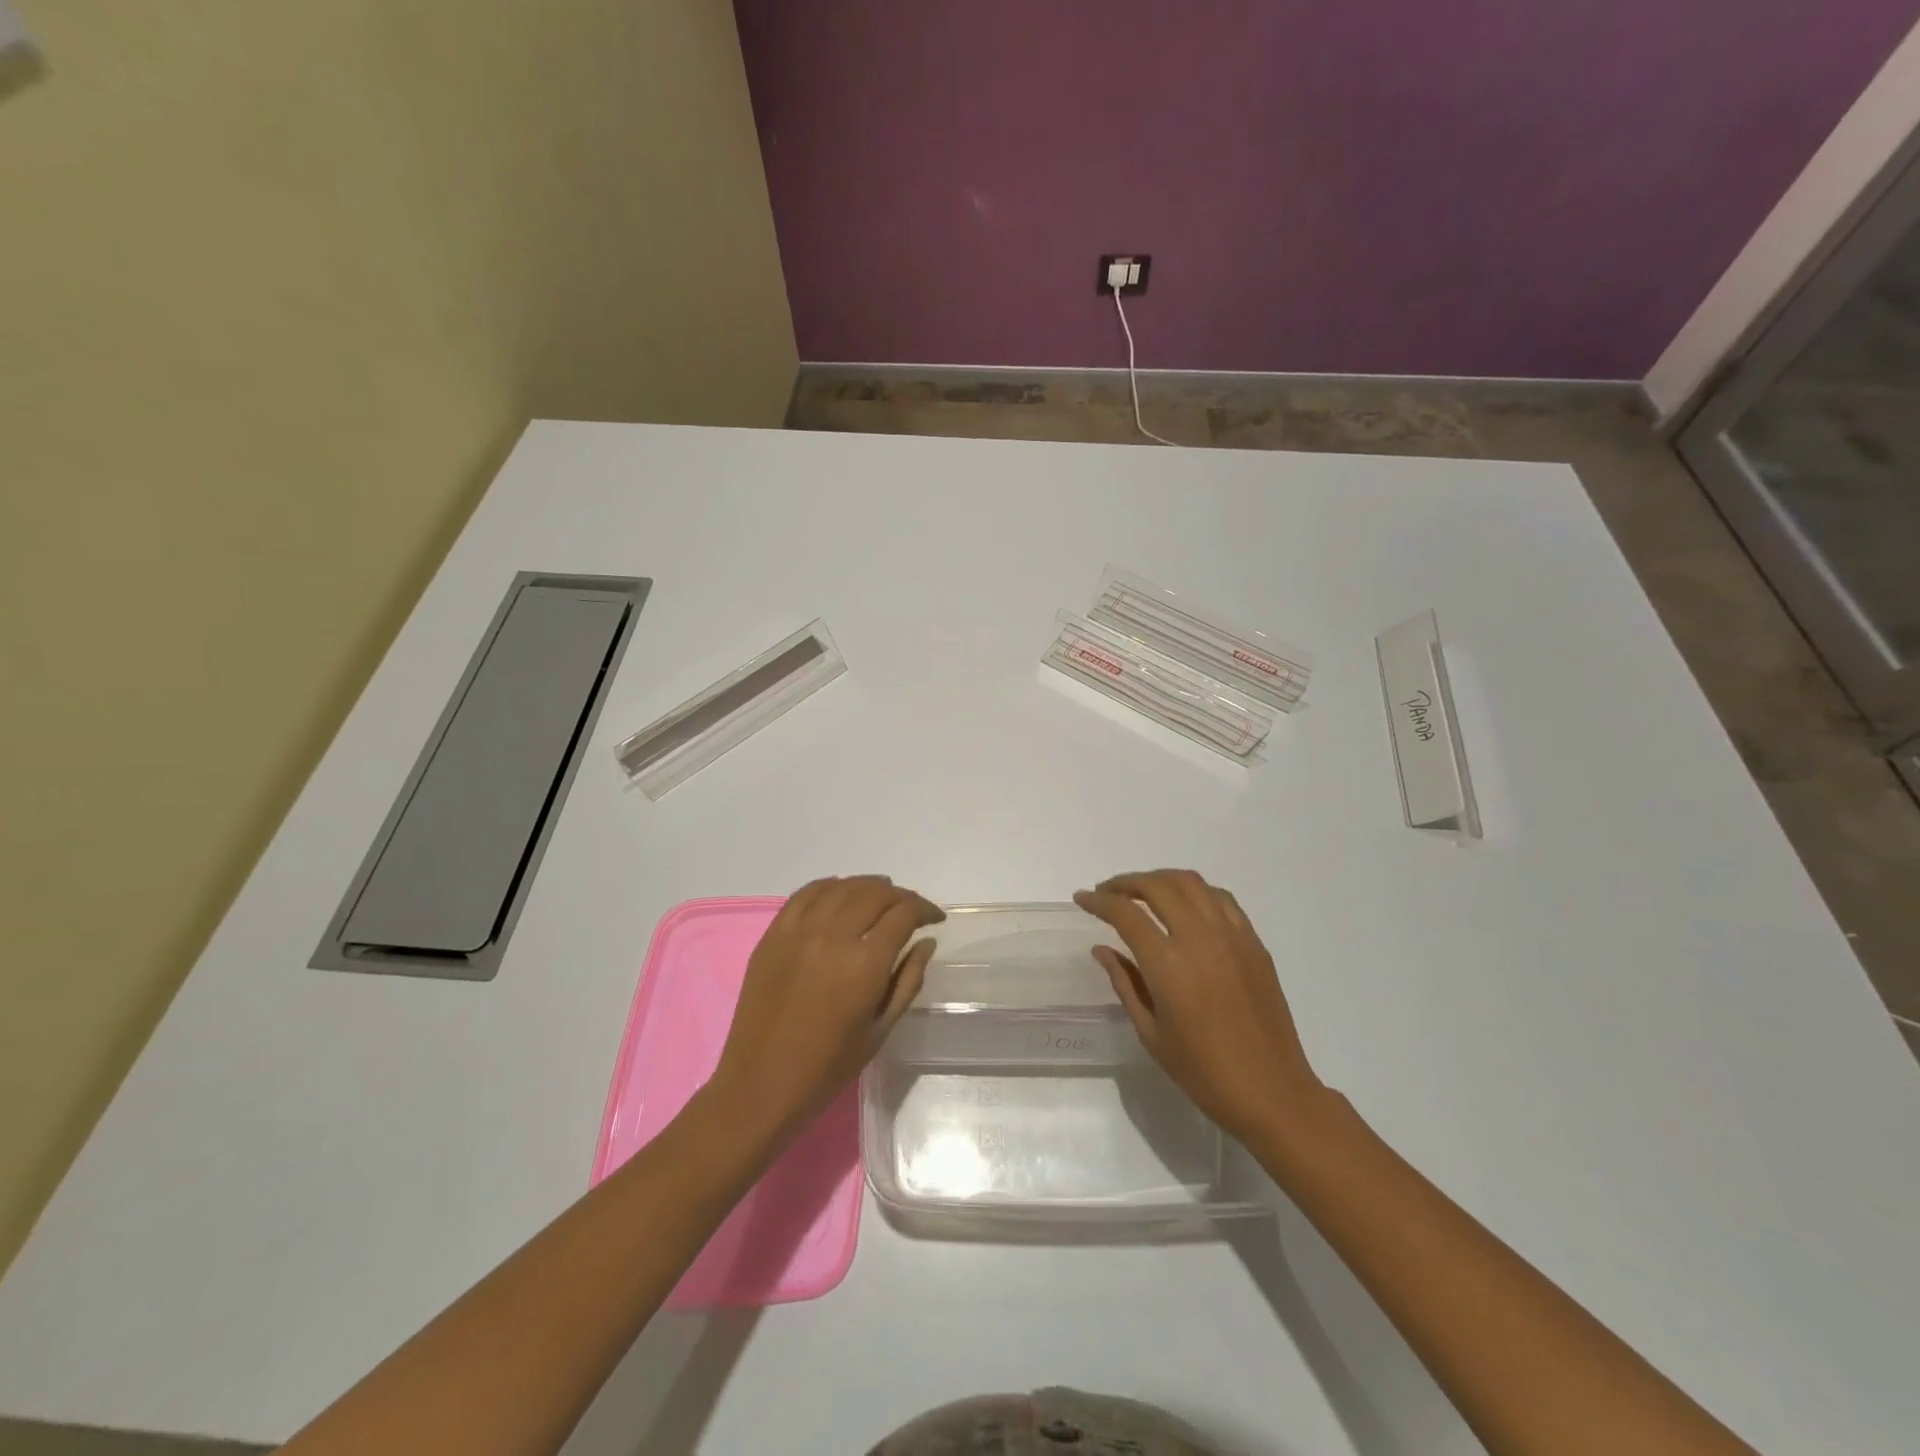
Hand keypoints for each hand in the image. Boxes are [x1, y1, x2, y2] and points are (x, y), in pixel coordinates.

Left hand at [707, 876, 943, 1141]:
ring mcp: (799, 931)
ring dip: (868, 886)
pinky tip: (841, 891)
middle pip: (875, 894)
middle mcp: (833, 937)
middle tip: (911, 909)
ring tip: (882, 894)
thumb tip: (926, 942)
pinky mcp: (774, 934)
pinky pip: (805, 894)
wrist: (761, 1083)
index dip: (925, 909)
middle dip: (901, 896)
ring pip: (842, 888)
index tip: (935, 918)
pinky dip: (829, 886)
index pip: (904, 914)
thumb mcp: (881, 1029)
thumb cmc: (828, 1066)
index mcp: (865, 964)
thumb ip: (908, 980)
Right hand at [1075, 870, 1322, 1142]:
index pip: (1125, 914)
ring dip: (1160, 879)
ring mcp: (1232, 936)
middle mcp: (1200, 938)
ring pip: (1191, 883)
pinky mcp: (1254, 943)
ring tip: (1143, 892)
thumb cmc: (1202, 1071)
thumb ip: (1124, 983)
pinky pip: (1221, 899)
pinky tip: (1185, 905)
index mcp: (1169, 964)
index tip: (1082, 898)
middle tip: (1108, 892)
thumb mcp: (1150, 1032)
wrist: (1271, 1091)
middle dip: (1127, 882)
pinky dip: (1196, 891)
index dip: (1099, 901)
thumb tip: (1102, 949)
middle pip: (1158, 886)